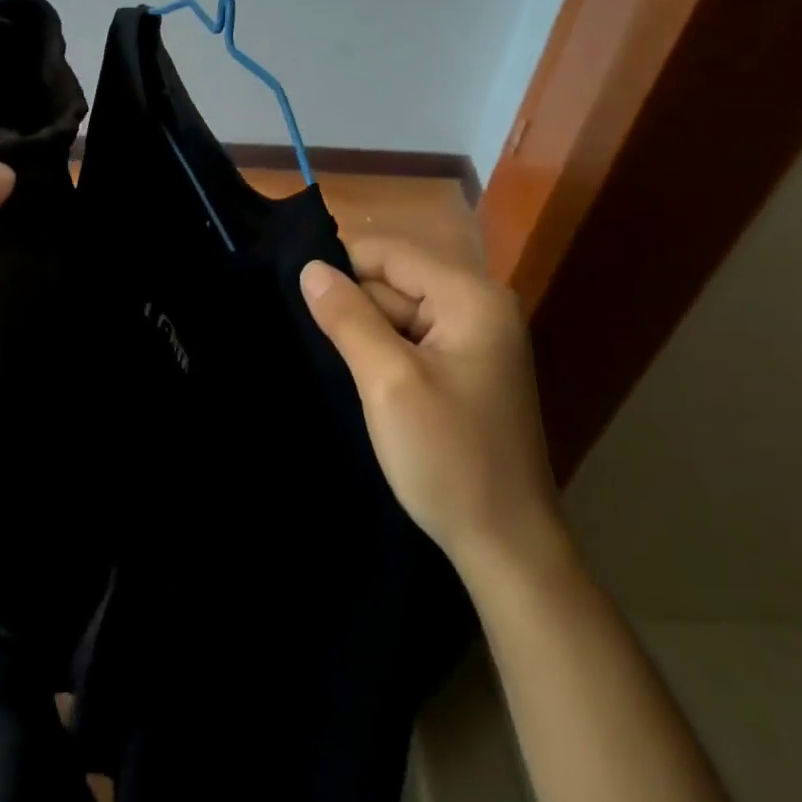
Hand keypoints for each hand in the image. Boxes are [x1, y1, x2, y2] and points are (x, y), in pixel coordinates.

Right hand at [300, 237, 566, 577]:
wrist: (507, 548)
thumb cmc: (448, 459)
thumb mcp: (388, 381)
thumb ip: (348, 317)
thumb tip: (310, 268)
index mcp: (471, 297)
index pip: (390, 253)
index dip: (341, 267)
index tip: (295, 296)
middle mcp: (479, 307)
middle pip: (395, 281)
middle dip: (353, 305)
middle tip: (310, 339)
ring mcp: (475, 340)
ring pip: (398, 312)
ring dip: (364, 332)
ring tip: (326, 358)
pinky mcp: (465, 369)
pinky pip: (411, 340)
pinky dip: (382, 352)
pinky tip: (358, 376)